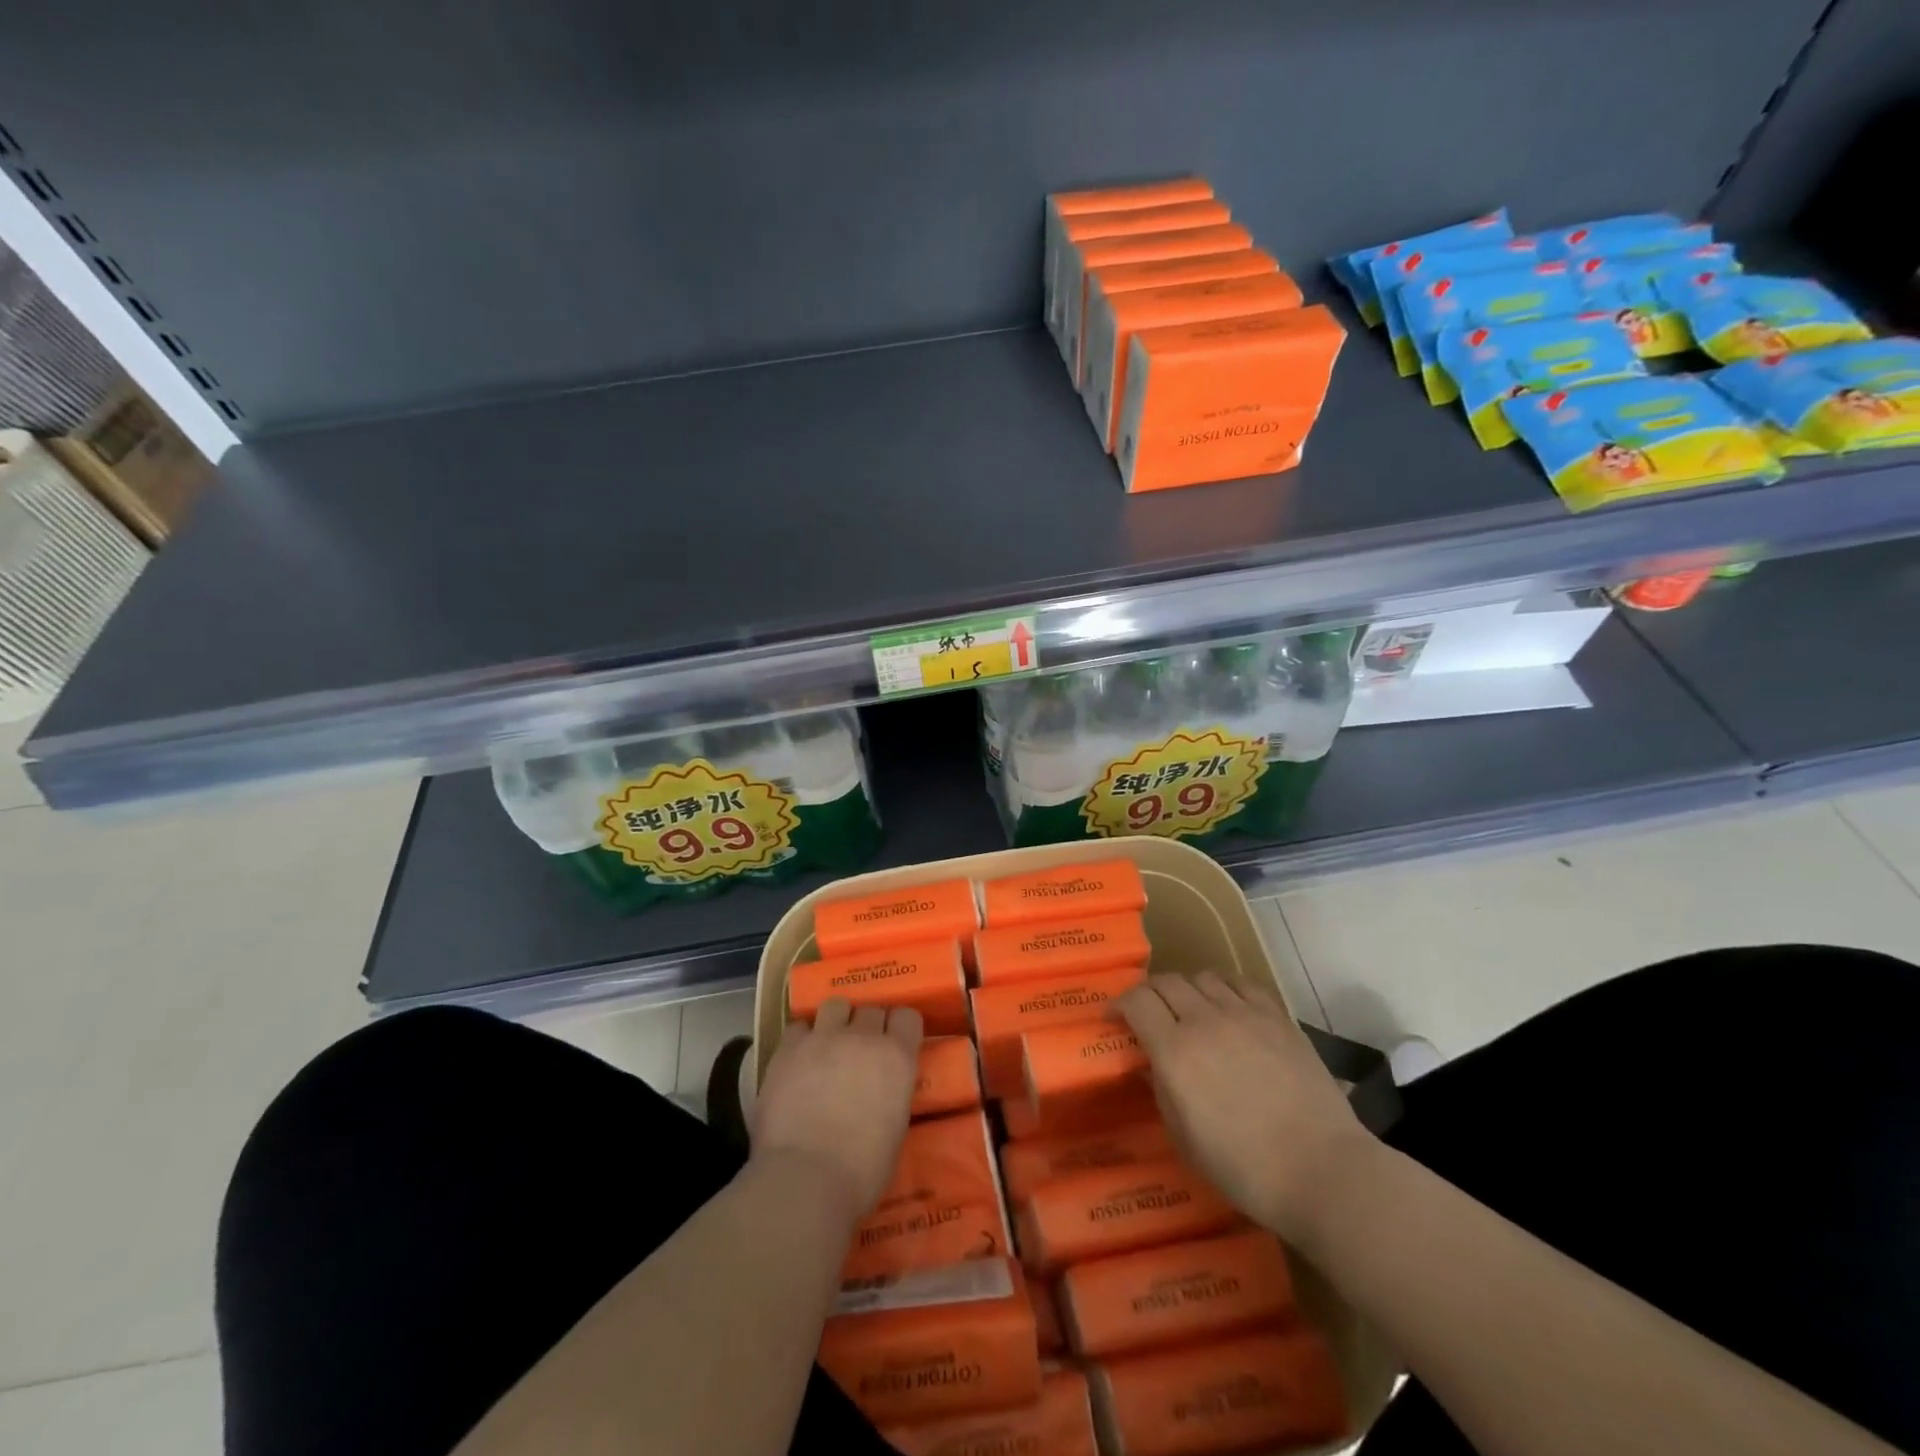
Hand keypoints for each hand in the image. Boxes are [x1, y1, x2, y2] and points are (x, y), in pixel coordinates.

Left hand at [749, 999, 922, 1223]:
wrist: (805, 1178)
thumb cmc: (861, 1170)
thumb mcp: (894, 1128)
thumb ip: (891, 1094)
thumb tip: (880, 1091)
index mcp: (897, 1057)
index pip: (907, 1017)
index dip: (900, 1029)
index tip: (894, 1043)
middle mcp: (863, 1037)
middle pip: (870, 1009)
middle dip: (867, 1026)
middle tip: (860, 1051)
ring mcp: (823, 1038)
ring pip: (835, 1005)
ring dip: (835, 1021)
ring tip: (828, 1045)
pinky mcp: (788, 1049)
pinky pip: (798, 1027)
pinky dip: (802, 1039)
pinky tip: (799, 1060)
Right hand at [1117, 972, 1371, 1242]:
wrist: (1323, 1171)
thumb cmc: (1245, 1168)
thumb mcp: (1185, 1139)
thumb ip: (1161, 1091)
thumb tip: (1151, 1064)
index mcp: (1175, 1051)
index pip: (1136, 1001)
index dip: (1119, 1004)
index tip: (1114, 1018)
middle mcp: (1205, 1020)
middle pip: (1166, 982)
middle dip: (1149, 993)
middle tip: (1148, 1014)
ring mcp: (1245, 1014)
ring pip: (1202, 977)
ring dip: (1187, 989)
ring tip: (1190, 1009)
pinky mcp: (1278, 1017)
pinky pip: (1241, 984)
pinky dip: (1224, 987)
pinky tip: (1227, 1006)